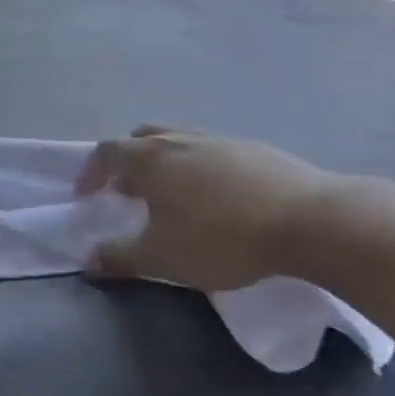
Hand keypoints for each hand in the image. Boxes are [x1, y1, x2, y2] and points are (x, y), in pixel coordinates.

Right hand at [75, 126, 338, 292]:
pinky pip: (213, 151)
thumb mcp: (163, 258)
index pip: (107, 153)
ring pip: (179, 141)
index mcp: (150, 159)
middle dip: (127, 160)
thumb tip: (86, 258)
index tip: (87, 195)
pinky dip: (202, 168)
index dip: (91, 172)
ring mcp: (219, 140)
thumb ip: (119, 257)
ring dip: (166, 162)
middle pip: (141, 137)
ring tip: (173, 195)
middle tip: (128, 189)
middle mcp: (179, 140)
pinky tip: (219, 197)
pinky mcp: (255, 149)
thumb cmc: (221, 237)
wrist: (308, 221)